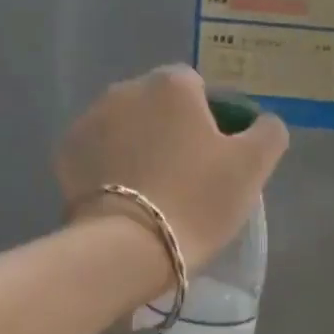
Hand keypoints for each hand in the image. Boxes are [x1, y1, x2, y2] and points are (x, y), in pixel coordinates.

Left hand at [56, 65, 288, 271]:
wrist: (128, 247)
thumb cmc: (197, 201)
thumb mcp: (252, 168)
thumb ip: (268, 133)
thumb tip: (262, 122)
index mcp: (173, 85)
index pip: (198, 89)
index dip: (211, 121)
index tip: (217, 159)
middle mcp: (126, 89)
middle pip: (158, 107)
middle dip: (171, 132)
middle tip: (186, 179)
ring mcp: (90, 120)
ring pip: (125, 128)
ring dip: (138, 148)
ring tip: (152, 192)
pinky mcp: (66, 154)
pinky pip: (98, 153)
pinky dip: (110, 168)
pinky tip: (123, 200)